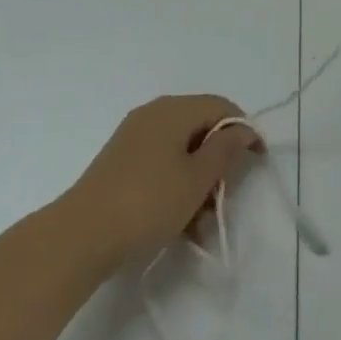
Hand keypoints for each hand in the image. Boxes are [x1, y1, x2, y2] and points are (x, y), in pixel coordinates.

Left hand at [59, 95, 261, 267]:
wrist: (82, 234)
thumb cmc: (148, 202)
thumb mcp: (196, 179)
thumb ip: (224, 150)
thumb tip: (242, 128)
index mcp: (174, 109)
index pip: (221, 106)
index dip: (244, 130)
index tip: (258, 162)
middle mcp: (154, 113)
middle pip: (200, 128)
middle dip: (218, 163)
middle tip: (225, 199)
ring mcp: (134, 136)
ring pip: (181, 150)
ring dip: (198, 181)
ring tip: (201, 224)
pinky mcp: (121, 160)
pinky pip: (161, 163)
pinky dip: (176, 185)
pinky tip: (179, 222)